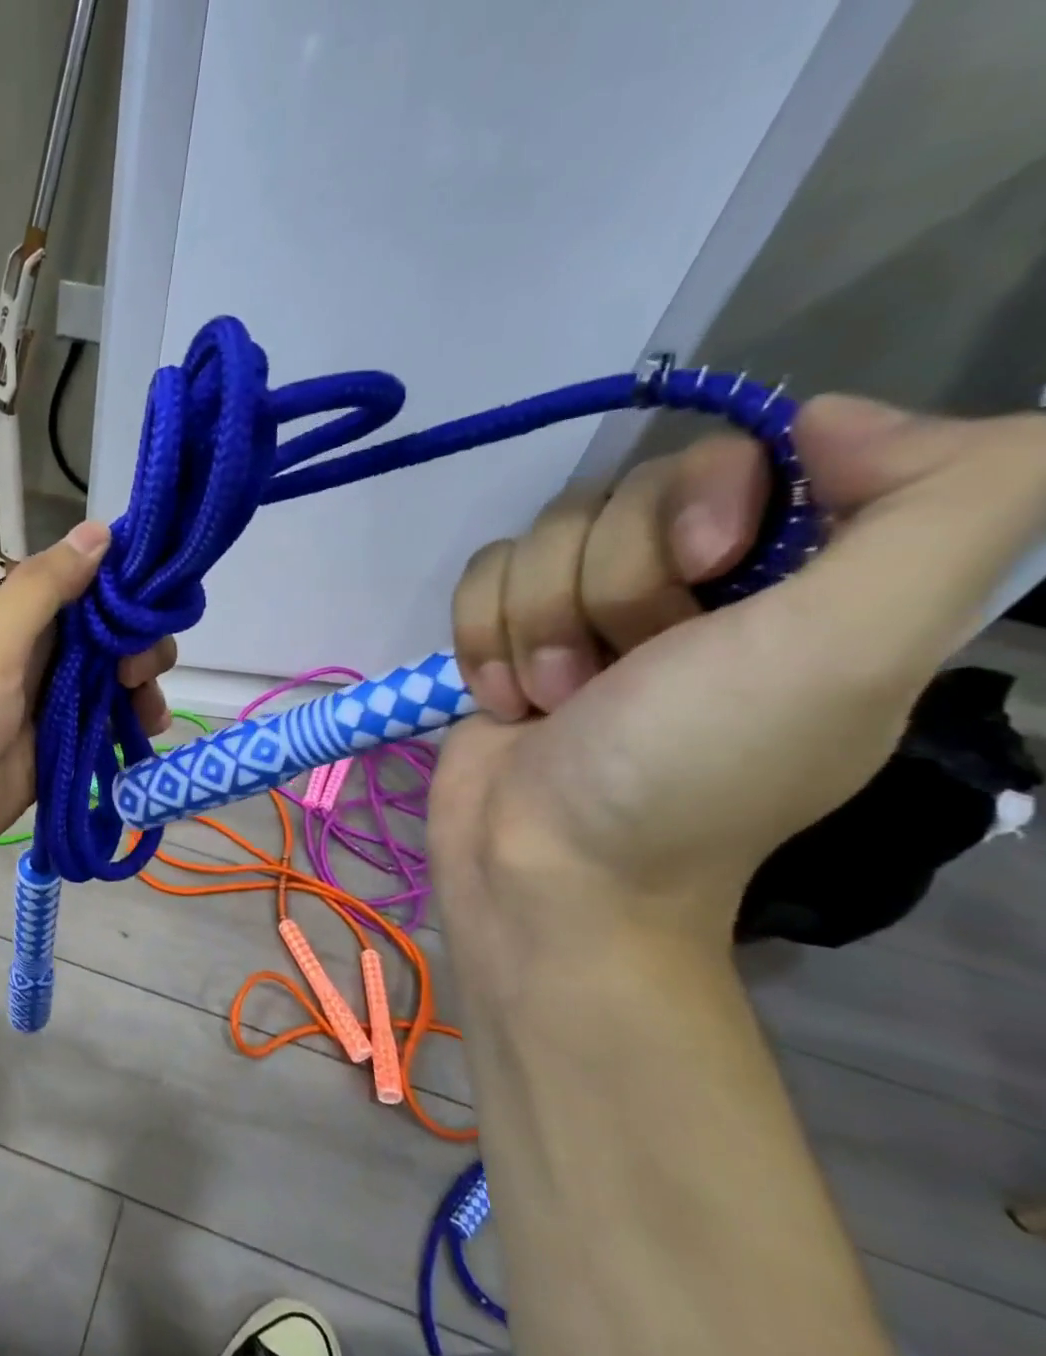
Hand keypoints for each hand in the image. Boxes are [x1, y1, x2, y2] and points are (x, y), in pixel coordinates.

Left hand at [0, 521, 175, 897]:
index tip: (160, 606)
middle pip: (100, 637)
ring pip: (105, 686)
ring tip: (149, 715)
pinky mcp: (45, 758)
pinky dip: (122, 732)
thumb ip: (43, 591)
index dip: (123, 589)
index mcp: (6, 619)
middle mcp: (25, 657)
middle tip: (141, 674)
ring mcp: (36, 710)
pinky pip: (95, 734)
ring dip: (137, 691)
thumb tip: (100, 529)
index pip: (79, 585)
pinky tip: (143, 737)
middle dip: (135, 646)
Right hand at [431, 396, 1045, 981]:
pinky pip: (481, 579)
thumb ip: (944, 506)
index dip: (710, 489)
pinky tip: (507, 701)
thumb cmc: (686, 772)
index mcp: (797, 578)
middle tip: (623, 672)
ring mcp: (586, 615)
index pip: (749, 450)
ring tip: (555, 702)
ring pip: (539, 538)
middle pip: (622, 492)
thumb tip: (831, 418)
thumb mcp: (850, 650)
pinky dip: (484, 640)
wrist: (543, 866)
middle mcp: (692, 587)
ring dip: (537, 625)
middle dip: (609, 585)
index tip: (707, 565)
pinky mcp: (508, 639)